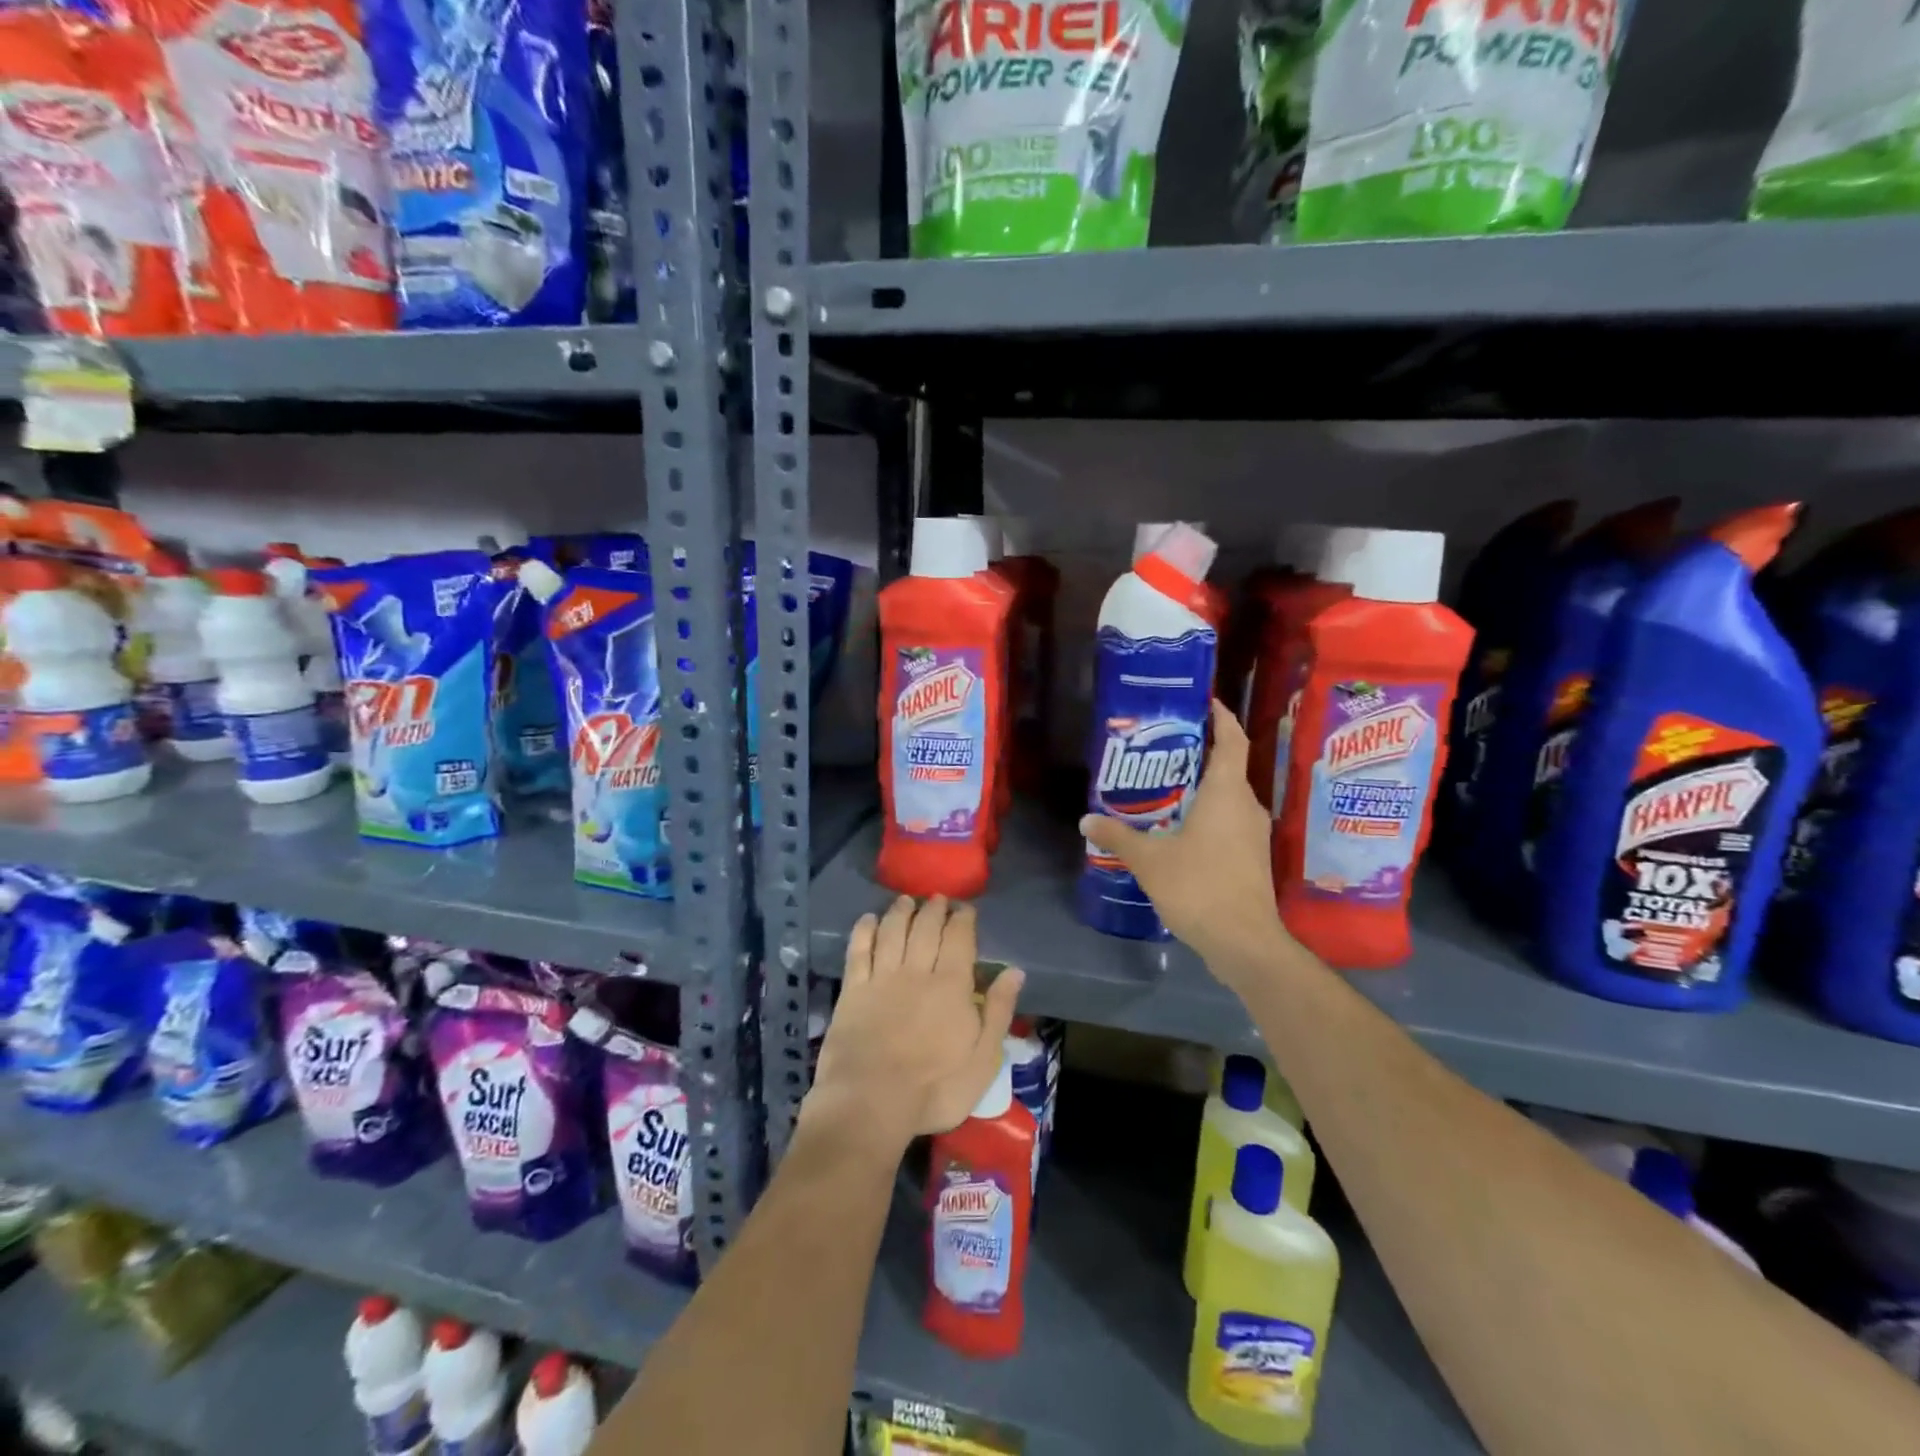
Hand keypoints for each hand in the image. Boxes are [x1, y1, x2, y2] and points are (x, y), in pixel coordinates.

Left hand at [803, 896, 1023, 1149]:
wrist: (870, 1103)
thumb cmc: (934, 1089)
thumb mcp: (982, 1060)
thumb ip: (998, 1012)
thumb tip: (1015, 972)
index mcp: (951, 986)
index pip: (959, 939)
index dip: (962, 920)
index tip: (965, 908)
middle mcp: (916, 971)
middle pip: (926, 929)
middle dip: (933, 909)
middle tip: (937, 898)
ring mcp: (881, 978)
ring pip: (892, 932)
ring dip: (900, 912)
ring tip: (906, 900)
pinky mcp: (852, 990)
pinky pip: (858, 950)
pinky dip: (864, 931)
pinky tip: (868, 919)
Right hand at [1080, 700, 1290, 981]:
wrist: (1244, 942)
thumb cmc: (1199, 887)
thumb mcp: (1149, 859)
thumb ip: (1117, 836)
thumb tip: (1086, 820)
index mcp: (1227, 793)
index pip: (1232, 740)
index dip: (1222, 717)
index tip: (1205, 702)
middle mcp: (1247, 806)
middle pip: (1228, 767)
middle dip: (1199, 754)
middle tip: (1163, 748)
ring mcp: (1253, 834)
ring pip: (1228, 797)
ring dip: (1201, 788)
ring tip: (1164, 788)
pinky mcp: (1252, 858)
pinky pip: (1229, 822)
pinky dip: (1207, 815)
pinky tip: (1178, 829)